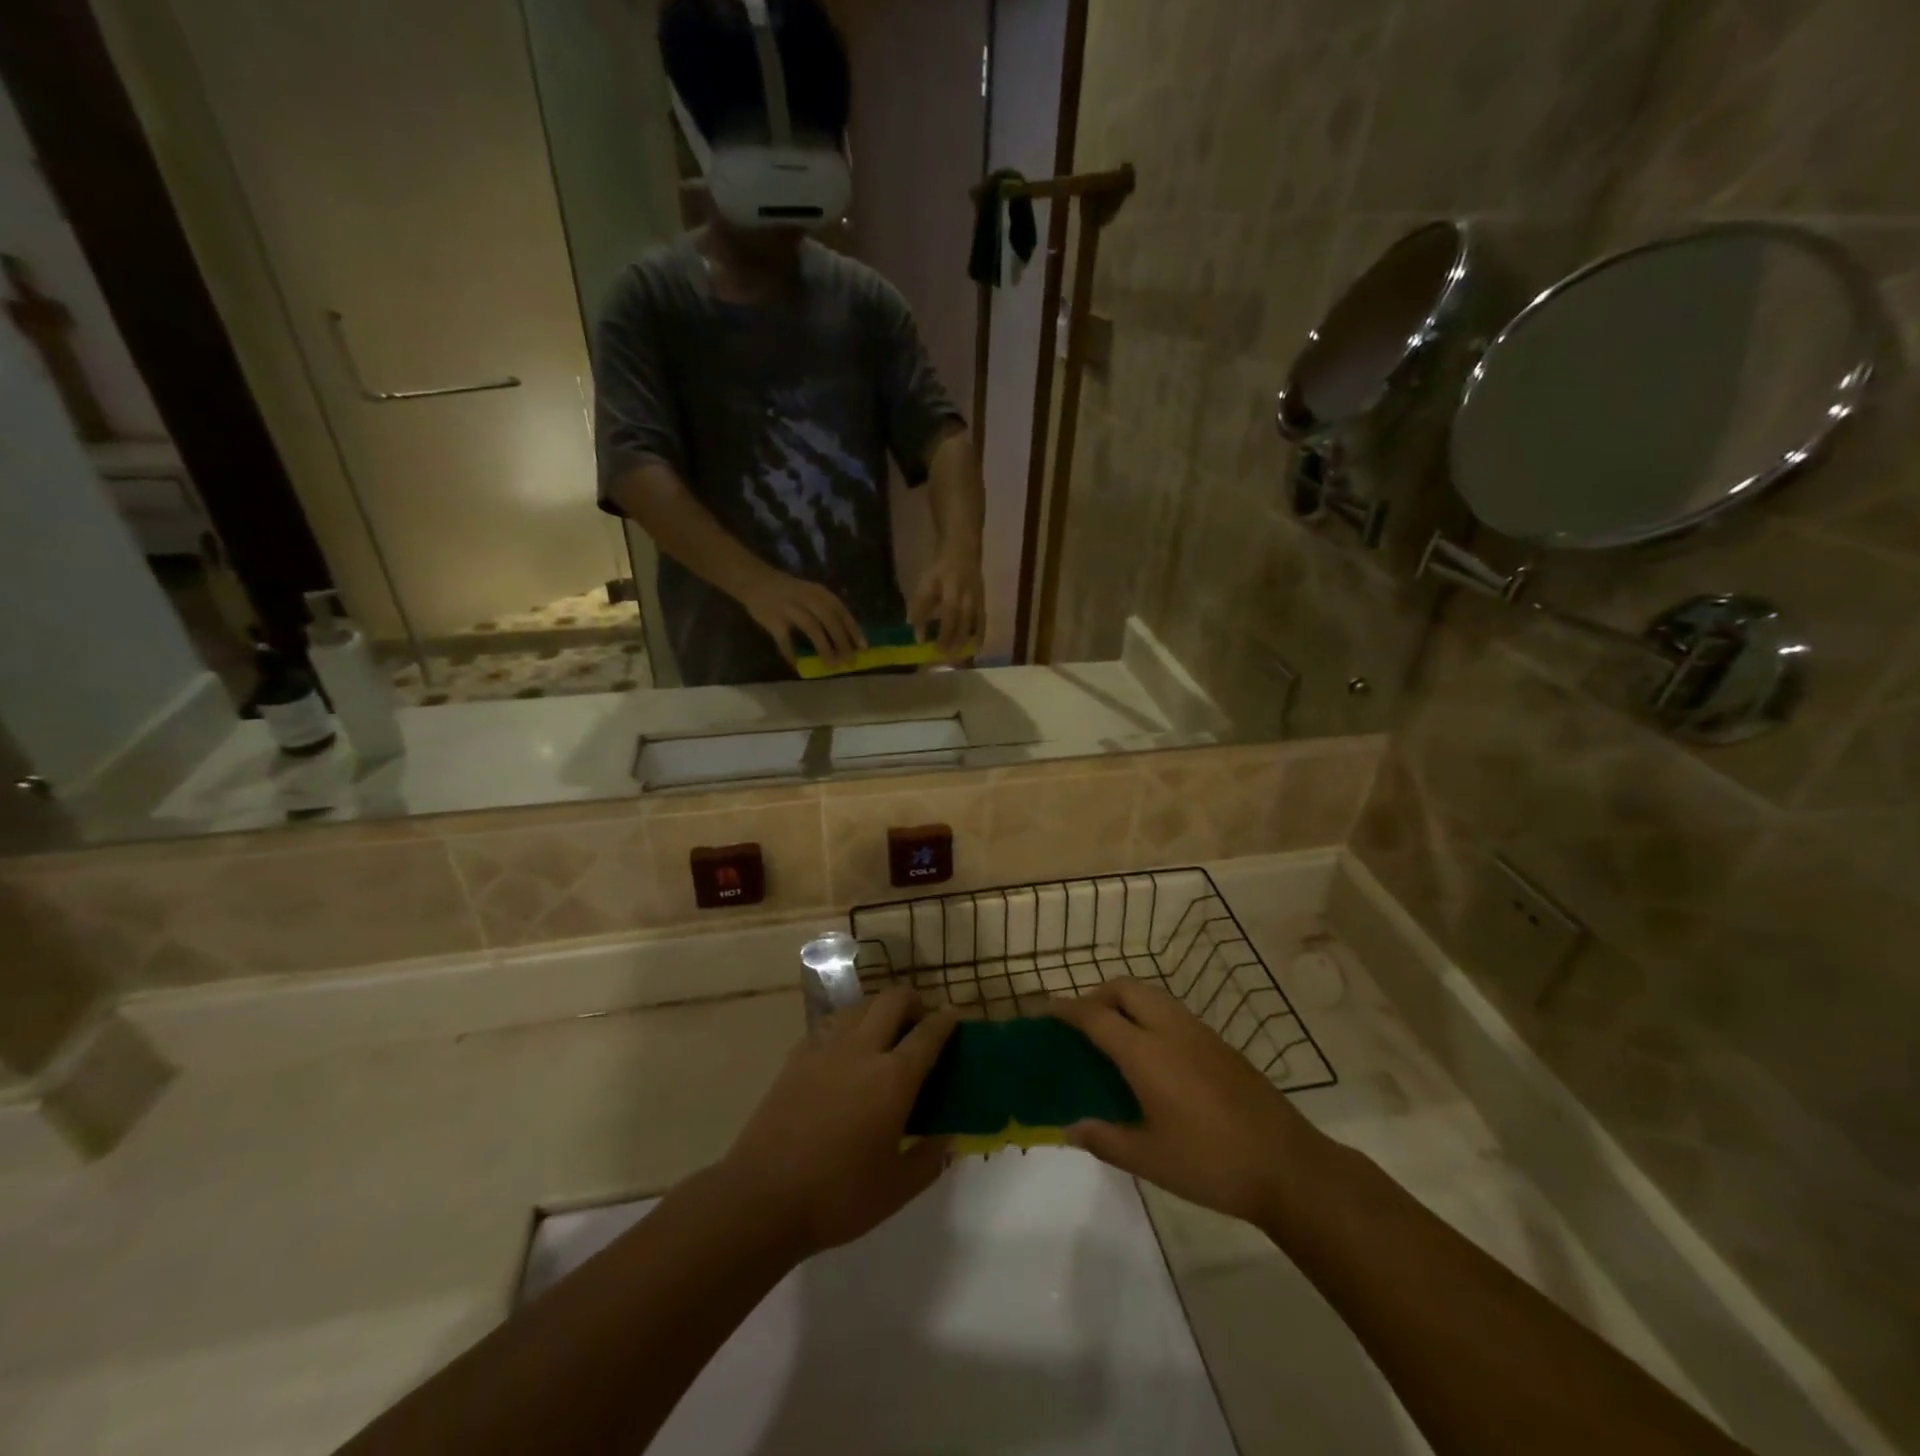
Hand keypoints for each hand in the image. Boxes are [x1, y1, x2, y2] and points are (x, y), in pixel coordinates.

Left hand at [722, 988, 955, 1257]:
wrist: (762, 1197)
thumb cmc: (837, 1197)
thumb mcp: (896, 1190)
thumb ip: (929, 1159)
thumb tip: (949, 1138)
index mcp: (893, 1078)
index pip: (929, 1033)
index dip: (946, 1020)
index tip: (955, 1015)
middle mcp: (862, 1050)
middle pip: (893, 1000)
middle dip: (913, 1001)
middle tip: (920, 1021)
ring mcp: (825, 1048)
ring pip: (860, 1005)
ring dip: (879, 1008)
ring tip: (884, 1032)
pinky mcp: (797, 1056)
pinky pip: (831, 1024)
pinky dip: (848, 1025)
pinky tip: (846, 1050)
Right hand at [736, 567, 865, 667]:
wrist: (753, 579)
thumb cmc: (788, 591)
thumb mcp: (810, 593)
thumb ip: (826, 611)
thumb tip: (846, 638)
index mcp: (819, 593)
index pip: (841, 611)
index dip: (854, 630)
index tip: (864, 648)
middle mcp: (807, 598)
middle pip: (830, 621)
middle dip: (842, 642)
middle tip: (850, 661)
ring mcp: (789, 608)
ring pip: (812, 629)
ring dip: (824, 648)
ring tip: (832, 665)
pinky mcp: (772, 620)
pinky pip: (785, 640)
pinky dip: (792, 654)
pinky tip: (799, 666)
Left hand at [908, 546, 983, 658]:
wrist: (964, 552)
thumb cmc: (941, 570)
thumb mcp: (926, 584)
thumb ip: (920, 607)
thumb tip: (916, 631)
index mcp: (952, 590)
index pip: (949, 614)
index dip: (943, 631)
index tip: (932, 647)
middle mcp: (968, 598)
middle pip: (962, 623)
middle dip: (953, 641)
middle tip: (944, 659)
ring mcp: (978, 601)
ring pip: (973, 625)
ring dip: (965, 642)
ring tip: (958, 658)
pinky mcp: (983, 603)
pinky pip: (982, 623)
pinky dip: (979, 636)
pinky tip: (974, 649)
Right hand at [1051, 980, 1325, 1228]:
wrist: (1288, 1166)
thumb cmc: (1211, 1164)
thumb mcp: (1150, 1160)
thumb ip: (1105, 1139)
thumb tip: (1070, 1128)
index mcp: (1147, 1054)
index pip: (1096, 1017)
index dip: (1068, 1009)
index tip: (1046, 1009)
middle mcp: (1171, 1030)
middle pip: (1126, 988)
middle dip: (1098, 994)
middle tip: (1083, 1022)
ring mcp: (1200, 1033)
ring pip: (1153, 995)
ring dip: (1126, 1001)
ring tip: (1114, 1035)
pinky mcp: (1220, 1044)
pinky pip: (1173, 1012)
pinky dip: (1150, 1015)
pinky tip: (1152, 1054)